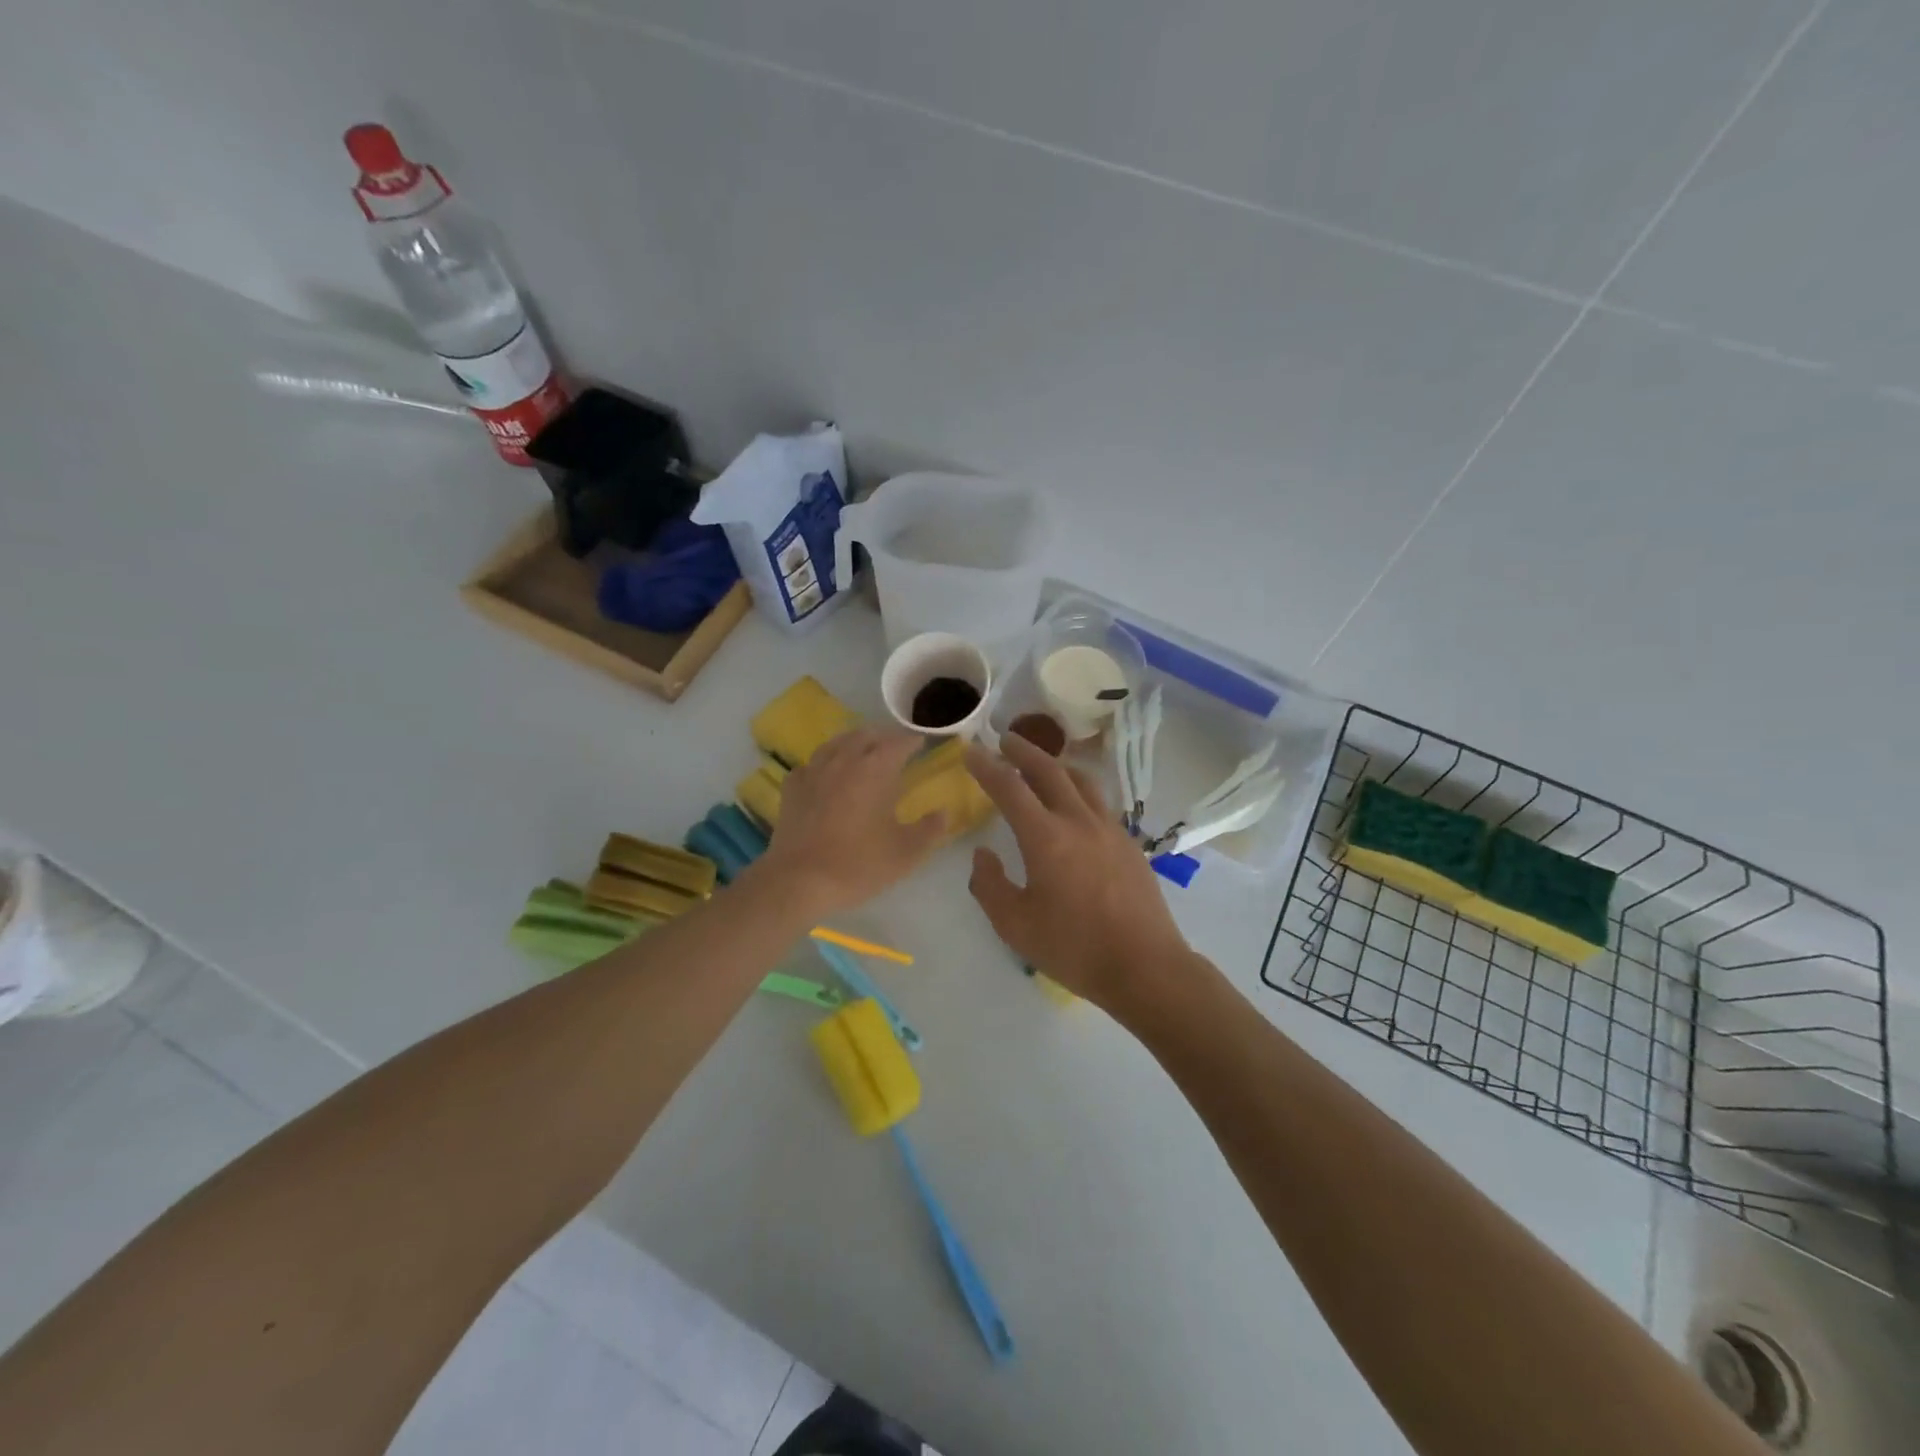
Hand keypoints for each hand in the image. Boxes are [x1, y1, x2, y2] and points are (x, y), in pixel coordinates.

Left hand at [755, 726, 947, 917]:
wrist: (799, 881)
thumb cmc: (858, 864)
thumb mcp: (906, 853)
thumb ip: (929, 829)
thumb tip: (944, 813)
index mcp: (876, 770)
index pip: (898, 743)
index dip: (912, 741)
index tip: (922, 743)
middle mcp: (844, 761)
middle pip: (865, 736)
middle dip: (883, 737)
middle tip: (895, 746)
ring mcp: (814, 772)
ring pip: (836, 744)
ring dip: (853, 743)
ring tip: (862, 751)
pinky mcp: (792, 788)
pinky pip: (811, 764)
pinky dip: (824, 764)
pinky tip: (825, 775)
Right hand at [963, 735, 1191, 1015]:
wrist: (1145, 966)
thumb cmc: (1074, 948)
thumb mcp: (1015, 925)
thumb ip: (990, 885)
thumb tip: (983, 854)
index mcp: (1046, 837)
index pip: (1009, 788)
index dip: (986, 766)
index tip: (970, 749)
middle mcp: (1078, 821)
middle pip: (1049, 770)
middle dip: (1023, 751)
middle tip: (1005, 739)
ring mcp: (1109, 829)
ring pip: (1081, 780)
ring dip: (1056, 764)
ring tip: (1042, 763)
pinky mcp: (1129, 843)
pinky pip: (1099, 801)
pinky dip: (1079, 788)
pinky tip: (1076, 803)